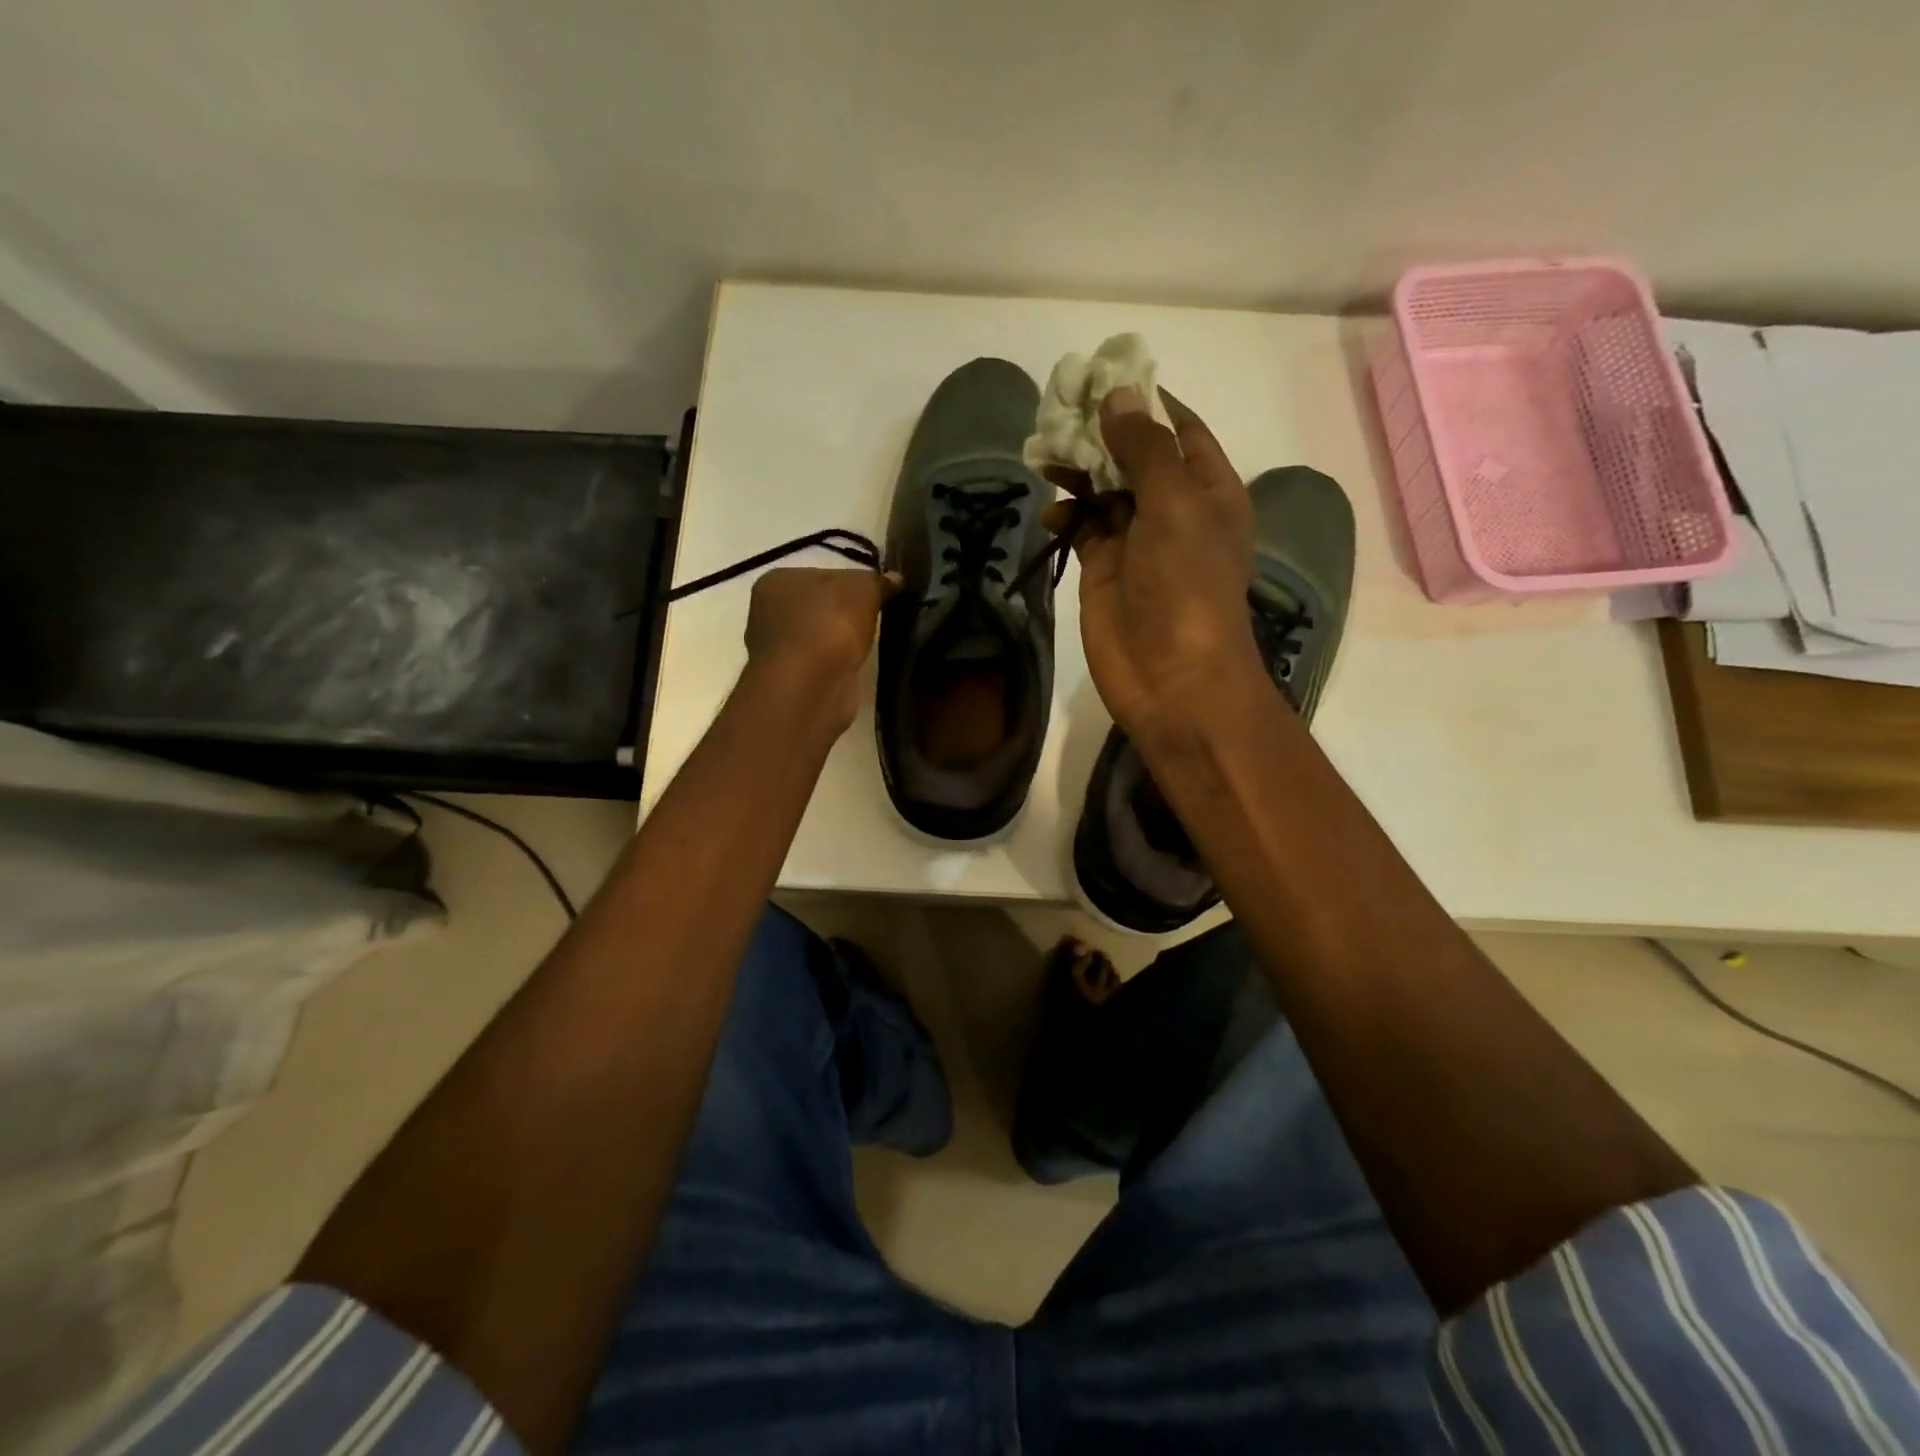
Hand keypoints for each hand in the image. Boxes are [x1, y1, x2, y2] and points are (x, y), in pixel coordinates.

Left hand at [744, 567, 894, 733]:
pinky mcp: (791, 681)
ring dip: (842, 643)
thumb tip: (894, 580)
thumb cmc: (829, 623)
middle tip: (877, 618)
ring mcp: (777, 651)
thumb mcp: (863, 587)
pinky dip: (839, 666)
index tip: (876, 594)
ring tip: (871, 644)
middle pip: (819, 607)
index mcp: (776, 581)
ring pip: (820, 638)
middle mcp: (767, 614)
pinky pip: (822, 665)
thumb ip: (877, 580)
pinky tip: (856, 666)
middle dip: (846, 614)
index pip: (821, 575)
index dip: (852, 583)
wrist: (812, 685)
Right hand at [1044, 387, 1262, 743]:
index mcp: (1208, 488)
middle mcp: (1174, 509)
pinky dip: (1065, 515)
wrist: (1172, 677)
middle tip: (1057, 410)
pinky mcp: (1105, 569)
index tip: (1102, 377)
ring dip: (1077, 471)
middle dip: (1100, 433)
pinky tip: (1049, 511)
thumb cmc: (1186, 585)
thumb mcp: (1174, 504)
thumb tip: (1117, 396)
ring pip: (1103, 490)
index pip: (1178, 429)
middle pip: (1134, 455)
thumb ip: (1145, 449)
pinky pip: (1082, 528)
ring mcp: (1137, 540)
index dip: (1144, 401)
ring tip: (1043, 452)